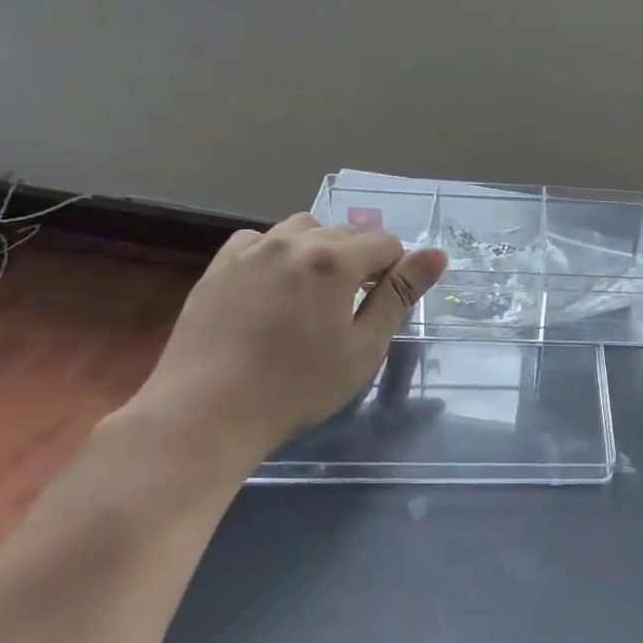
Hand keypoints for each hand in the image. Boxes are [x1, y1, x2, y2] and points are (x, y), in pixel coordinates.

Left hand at [127, 214, 447, 464]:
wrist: (205, 413)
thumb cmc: (297, 387)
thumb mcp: (364, 348)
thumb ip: (400, 295)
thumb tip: (436, 255)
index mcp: (335, 260)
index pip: (386, 243)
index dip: (394, 272)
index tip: (382, 307)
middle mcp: (294, 241)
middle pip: (346, 232)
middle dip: (359, 261)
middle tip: (350, 309)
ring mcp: (251, 250)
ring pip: (302, 230)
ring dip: (319, 250)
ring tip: (313, 294)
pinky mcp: (219, 265)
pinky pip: (261, 241)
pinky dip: (278, 253)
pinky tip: (273, 288)